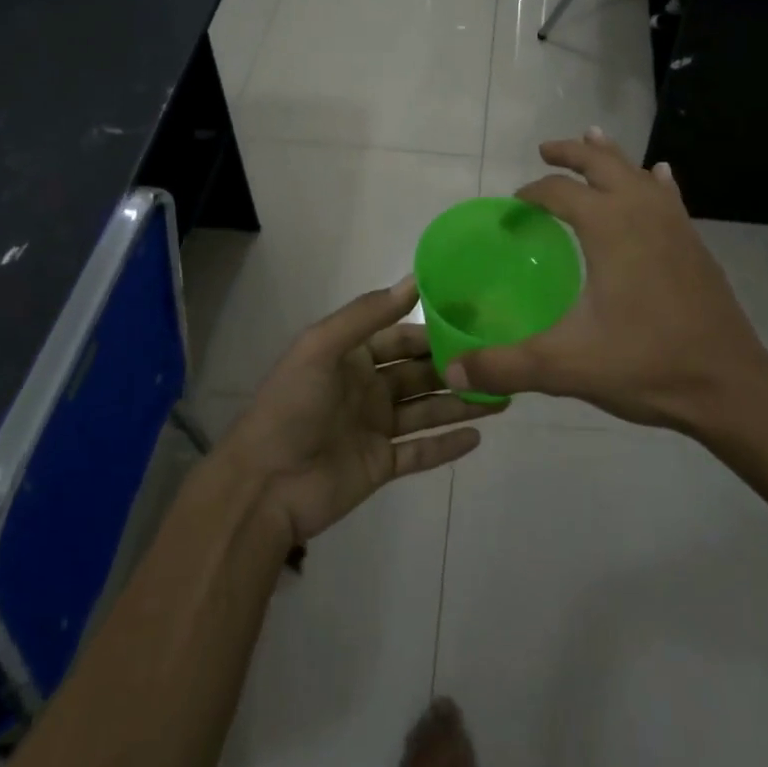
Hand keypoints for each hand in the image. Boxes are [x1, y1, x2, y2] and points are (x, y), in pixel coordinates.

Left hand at [218, 278, 497, 546]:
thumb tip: (413, 280)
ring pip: (427, 410)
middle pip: (419, 372)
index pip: (401, 336)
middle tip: (500, 358)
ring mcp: (375, 428)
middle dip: (455, 365)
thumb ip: (367, 315)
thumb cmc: (292, 407)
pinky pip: (421, 453)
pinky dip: (447, 445)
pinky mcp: (381, 466)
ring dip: (461, 403)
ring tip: (504, 396)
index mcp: (352, 356)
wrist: (264, 486)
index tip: (474, 319)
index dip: (434, 328)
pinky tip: (479, 436)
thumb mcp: (321, 347)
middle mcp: (367, 388)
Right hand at [443, 130, 767, 433]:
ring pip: (637, 172)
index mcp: (609, 226)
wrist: (728, 384)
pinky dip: (654, 180)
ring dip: (610, 156)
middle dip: (571, 152)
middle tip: (545, 150)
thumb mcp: (565, 366)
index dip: (532, 193)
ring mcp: (674, 224)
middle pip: (601, 164)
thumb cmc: (646, 364)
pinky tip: (659, 175)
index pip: (559, 192)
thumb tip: (450, 371)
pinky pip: (668, 195)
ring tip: (592, 139)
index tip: (514, 207)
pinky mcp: (694, 243)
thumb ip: (505, 366)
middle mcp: (642, 211)